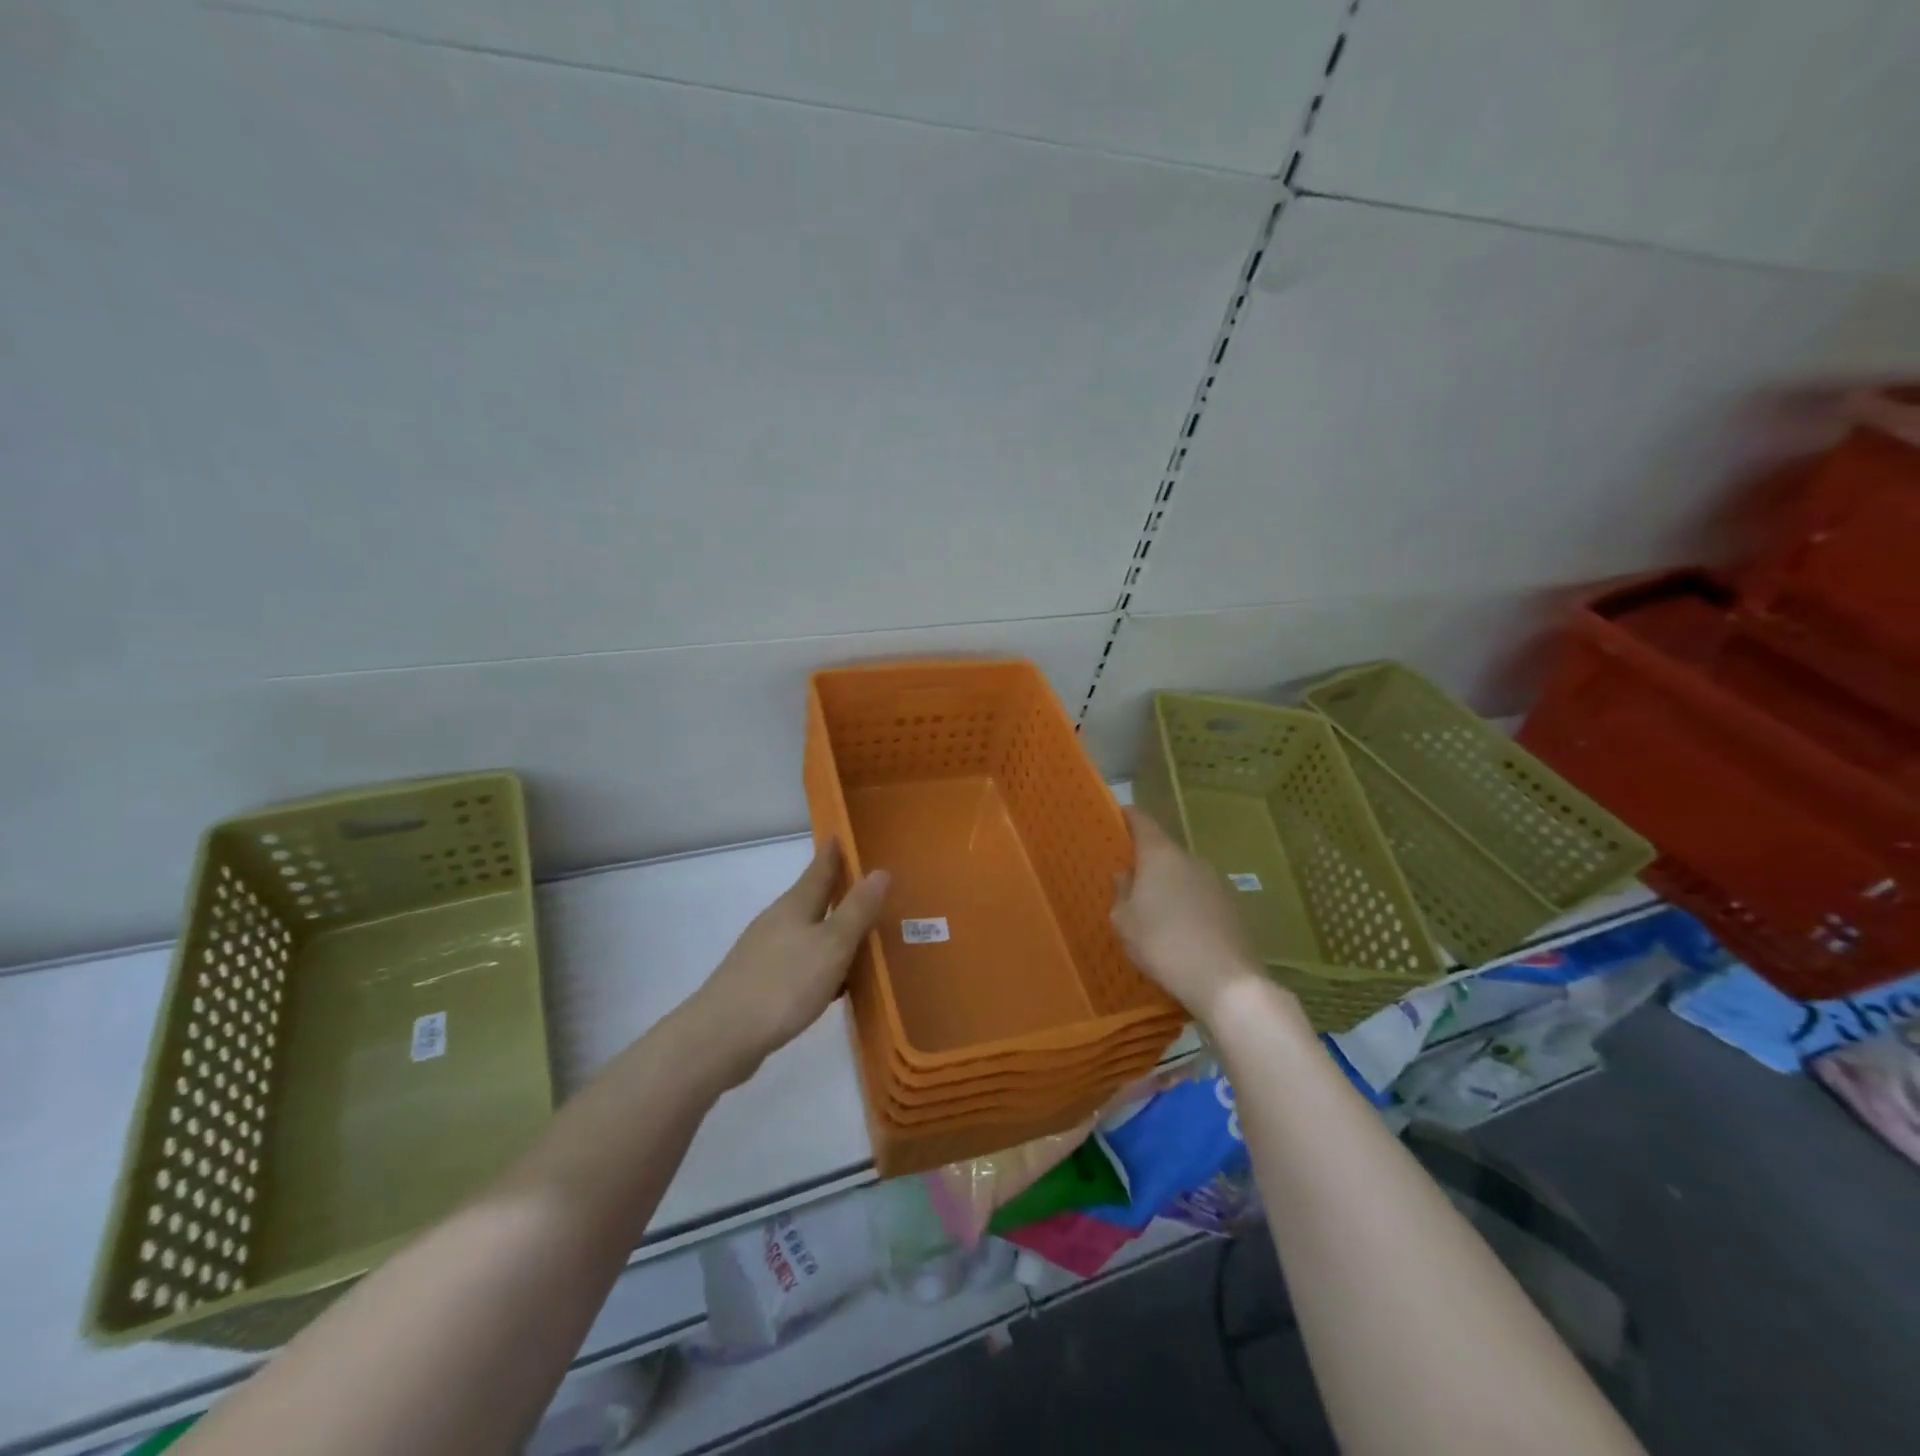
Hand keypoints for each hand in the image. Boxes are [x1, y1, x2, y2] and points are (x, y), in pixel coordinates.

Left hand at [686, 843, 889, 1086]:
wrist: (721, 1038)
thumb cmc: (783, 984)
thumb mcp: (832, 945)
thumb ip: (857, 910)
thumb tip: (880, 870)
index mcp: (795, 905)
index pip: (820, 868)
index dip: (835, 851)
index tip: (847, 831)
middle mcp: (777, 921)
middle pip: (812, 898)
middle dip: (838, 890)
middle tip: (870, 885)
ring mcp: (764, 952)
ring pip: (806, 931)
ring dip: (831, 929)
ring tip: (861, 934)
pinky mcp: (760, 982)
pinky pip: (800, 961)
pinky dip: (820, 962)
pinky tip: (833, 982)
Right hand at [1110, 807, 1267, 1027]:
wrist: (1225, 981)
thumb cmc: (1162, 943)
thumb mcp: (1124, 921)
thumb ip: (1121, 892)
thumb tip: (1126, 874)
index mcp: (1160, 854)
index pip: (1142, 821)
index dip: (1128, 817)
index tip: (1116, 819)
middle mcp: (1191, 859)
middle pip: (1164, 850)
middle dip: (1147, 861)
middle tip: (1129, 879)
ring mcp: (1217, 882)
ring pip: (1184, 874)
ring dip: (1169, 885)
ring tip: (1154, 911)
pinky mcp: (1233, 907)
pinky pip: (1201, 897)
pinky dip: (1188, 905)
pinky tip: (1180, 931)